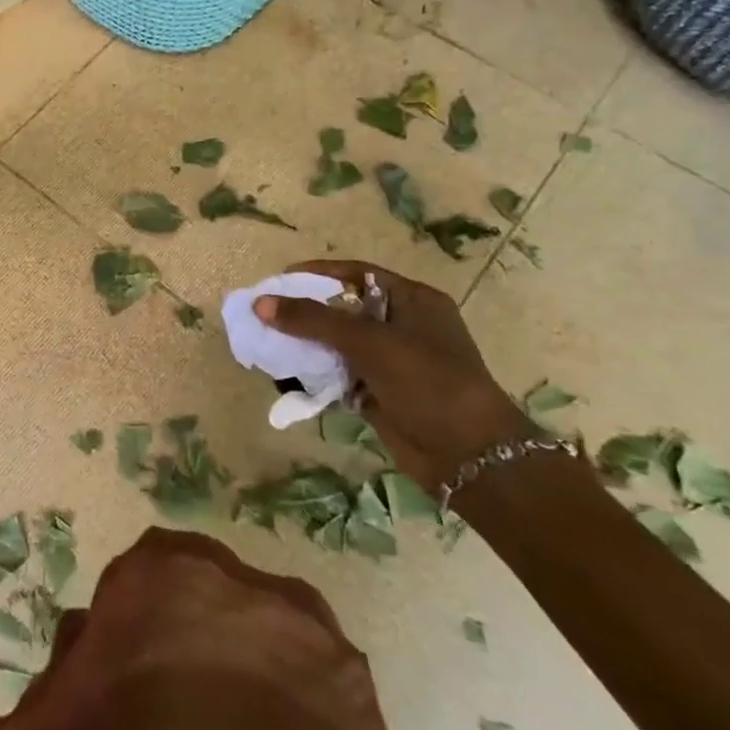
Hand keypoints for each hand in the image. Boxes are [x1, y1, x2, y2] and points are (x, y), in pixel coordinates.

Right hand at [254, 259, 533, 493]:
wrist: (469, 455)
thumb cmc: (427, 382)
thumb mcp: (369, 342)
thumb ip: (313, 320)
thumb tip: (260, 303)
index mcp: (413, 301)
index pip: (357, 274)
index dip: (318, 273)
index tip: (280, 279)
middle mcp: (403, 326)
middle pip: (344, 308)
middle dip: (305, 311)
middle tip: (267, 314)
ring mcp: (392, 362)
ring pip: (338, 344)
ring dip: (306, 345)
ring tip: (269, 344)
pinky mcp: (381, 393)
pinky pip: (340, 375)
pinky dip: (316, 374)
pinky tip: (288, 376)